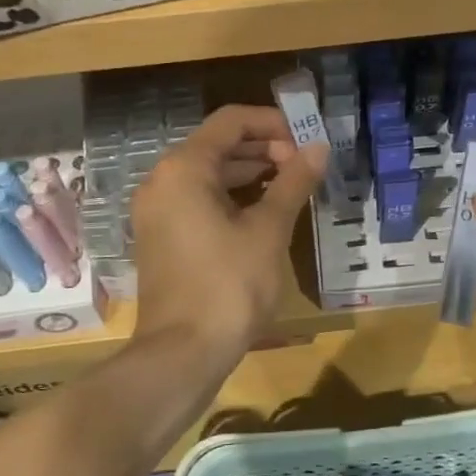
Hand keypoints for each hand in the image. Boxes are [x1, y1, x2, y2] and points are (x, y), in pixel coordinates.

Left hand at [131, 105, 328, 369]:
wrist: (182, 354)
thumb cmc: (229, 285)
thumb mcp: (268, 230)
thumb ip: (293, 182)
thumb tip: (318, 148)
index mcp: (184, 168)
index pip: (231, 121)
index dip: (273, 123)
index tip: (306, 140)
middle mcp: (162, 181)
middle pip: (217, 145)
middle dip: (263, 148)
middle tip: (303, 165)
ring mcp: (157, 211)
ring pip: (208, 174)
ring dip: (249, 173)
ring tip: (291, 185)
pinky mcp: (161, 237)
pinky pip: (198, 200)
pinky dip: (230, 198)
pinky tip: (263, 213)